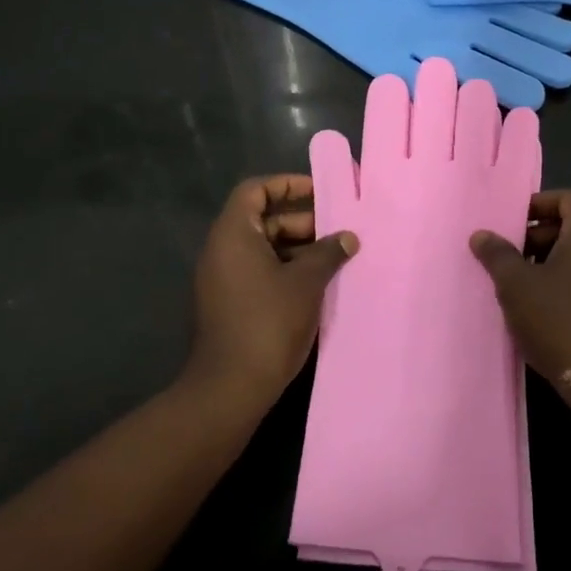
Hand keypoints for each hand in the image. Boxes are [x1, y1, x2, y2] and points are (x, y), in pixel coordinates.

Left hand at [184, 175, 357, 407]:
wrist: (231, 386)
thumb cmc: (269, 322)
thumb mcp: (307, 283)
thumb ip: (328, 253)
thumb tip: (348, 237)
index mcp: (234, 234)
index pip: (255, 190)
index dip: (287, 184)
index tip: (320, 193)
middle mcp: (222, 250)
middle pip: (262, 220)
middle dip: (301, 222)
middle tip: (338, 233)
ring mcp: (223, 279)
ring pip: (263, 249)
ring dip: (298, 250)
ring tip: (335, 260)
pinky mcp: (229, 303)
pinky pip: (258, 272)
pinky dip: (286, 271)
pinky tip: (317, 286)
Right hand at [469, 190, 570, 406]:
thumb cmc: (558, 320)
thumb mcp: (517, 285)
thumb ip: (497, 255)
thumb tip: (481, 234)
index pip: (569, 199)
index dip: (538, 203)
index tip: (510, 221)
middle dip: (535, 237)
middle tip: (505, 256)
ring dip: (544, 264)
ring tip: (514, 285)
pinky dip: (559, 286)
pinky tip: (535, 310)